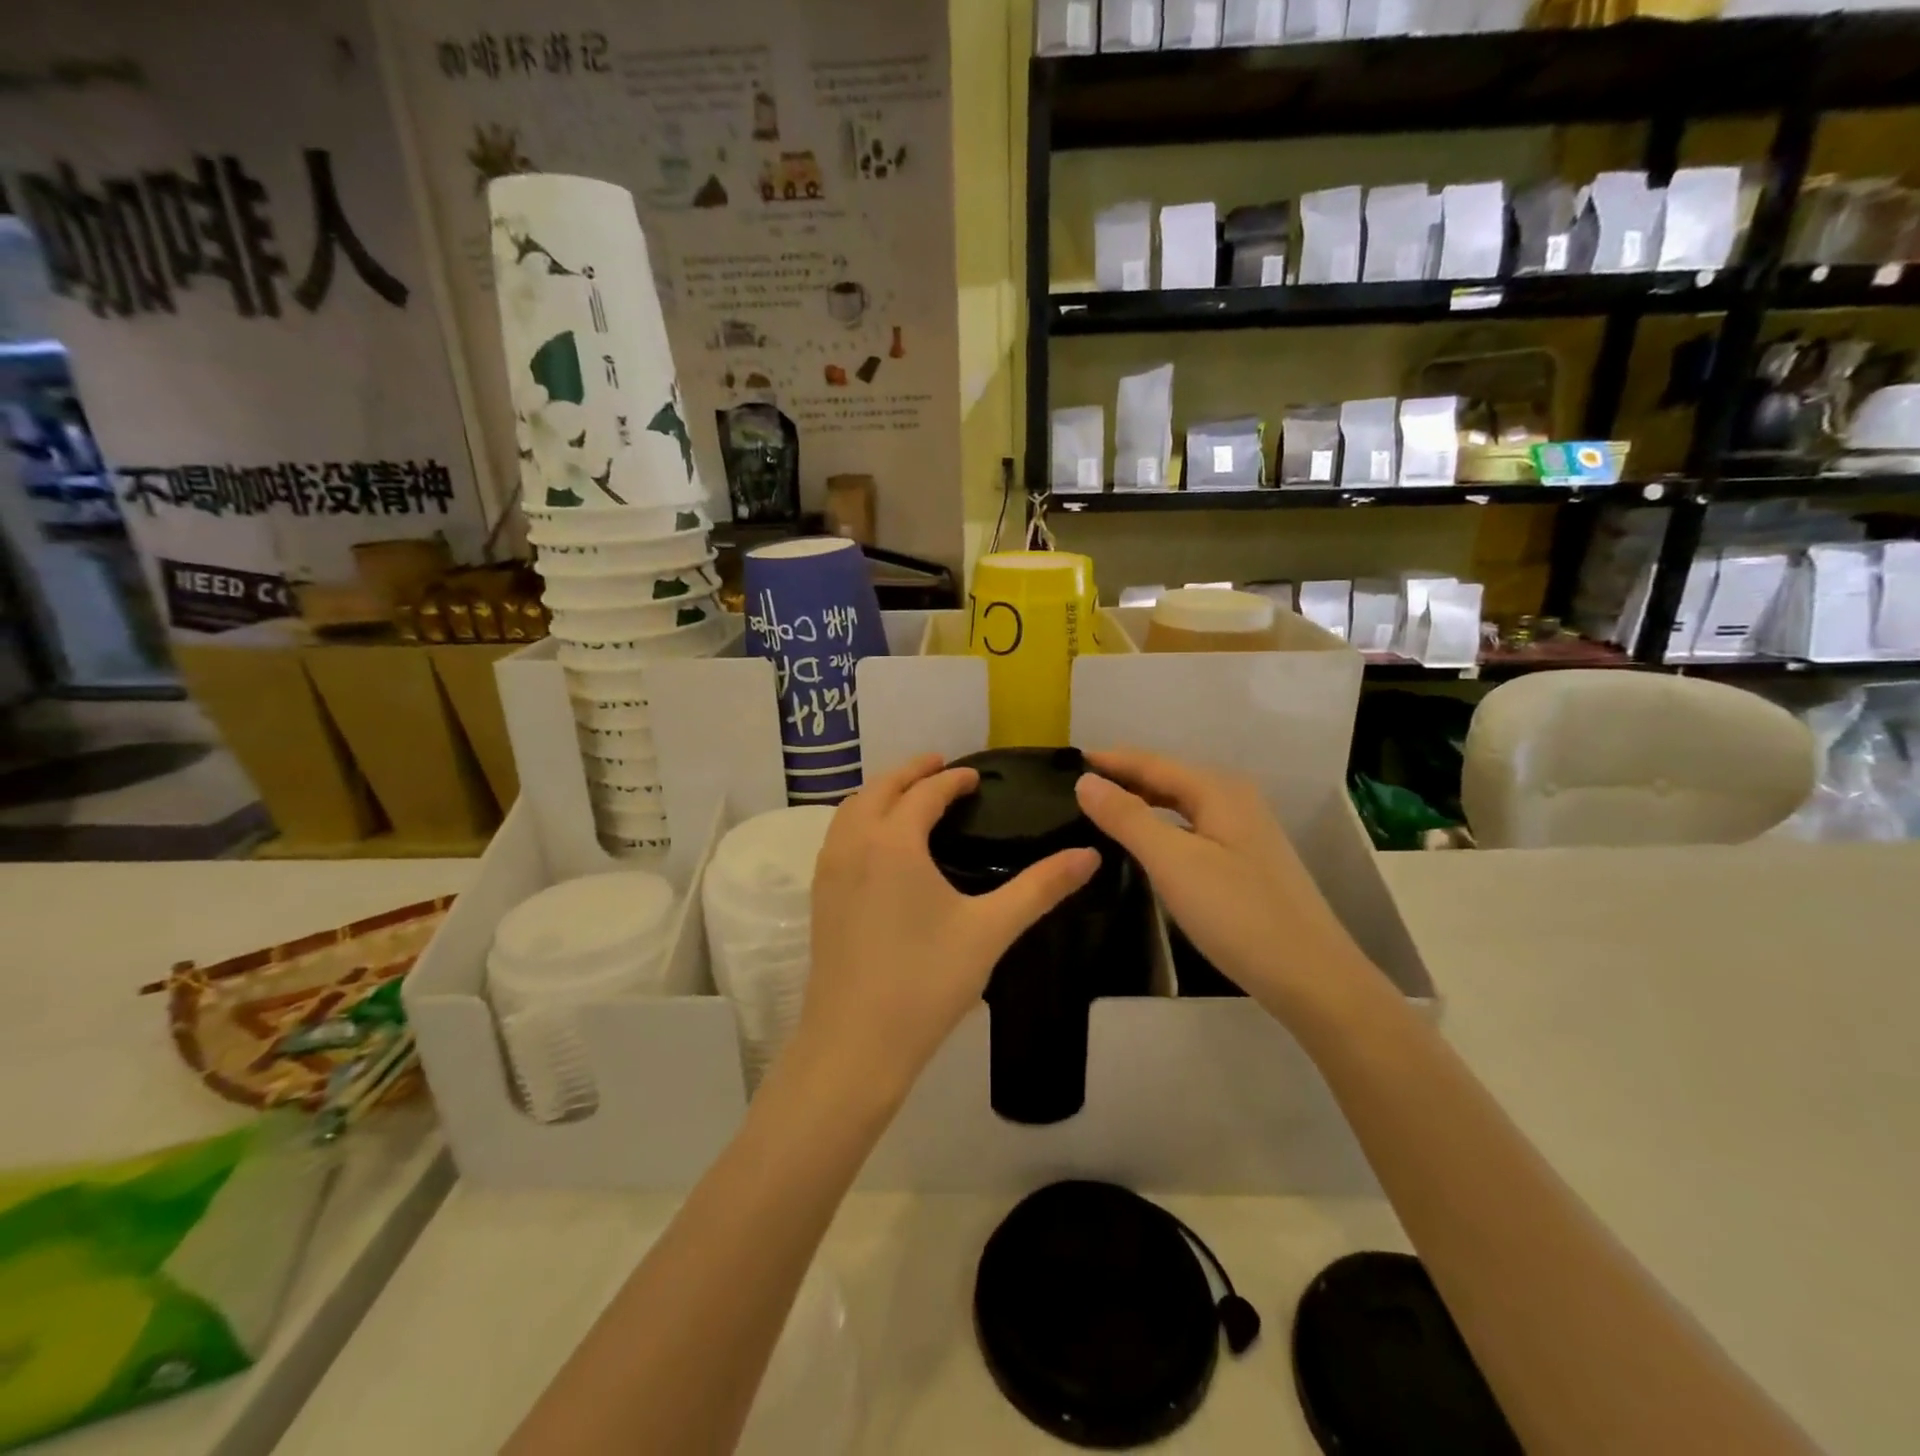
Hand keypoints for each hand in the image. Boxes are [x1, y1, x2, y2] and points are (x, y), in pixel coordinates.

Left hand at [795, 754, 1099, 1104]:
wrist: (855, 1044)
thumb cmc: (926, 983)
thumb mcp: (990, 931)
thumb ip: (1040, 888)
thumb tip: (1089, 855)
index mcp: (893, 843)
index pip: (925, 793)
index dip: (952, 780)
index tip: (976, 777)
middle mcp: (854, 844)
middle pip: (880, 789)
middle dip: (910, 772)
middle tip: (940, 766)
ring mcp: (829, 870)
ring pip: (851, 810)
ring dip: (880, 793)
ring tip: (909, 795)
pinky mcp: (819, 897)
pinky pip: (838, 836)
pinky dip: (860, 819)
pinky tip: (879, 843)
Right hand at [1074, 748, 1378, 1020]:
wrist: (1312, 977)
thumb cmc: (1238, 913)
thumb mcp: (1173, 862)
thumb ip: (1127, 818)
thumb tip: (1085, 781)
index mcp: (1218, 790)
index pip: (1152, 762)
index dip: (1110, 760)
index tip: (1067, 761)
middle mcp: (1234, 800)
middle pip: (1168, 779)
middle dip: (1124, 778)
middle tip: (1076, 788)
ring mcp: (1244, 832)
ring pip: (1181, 806)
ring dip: (1142, 803)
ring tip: (1100, 811)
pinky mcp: (1246, 862)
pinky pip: (1192, 829)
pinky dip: (1162, 828)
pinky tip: (1145, 846)